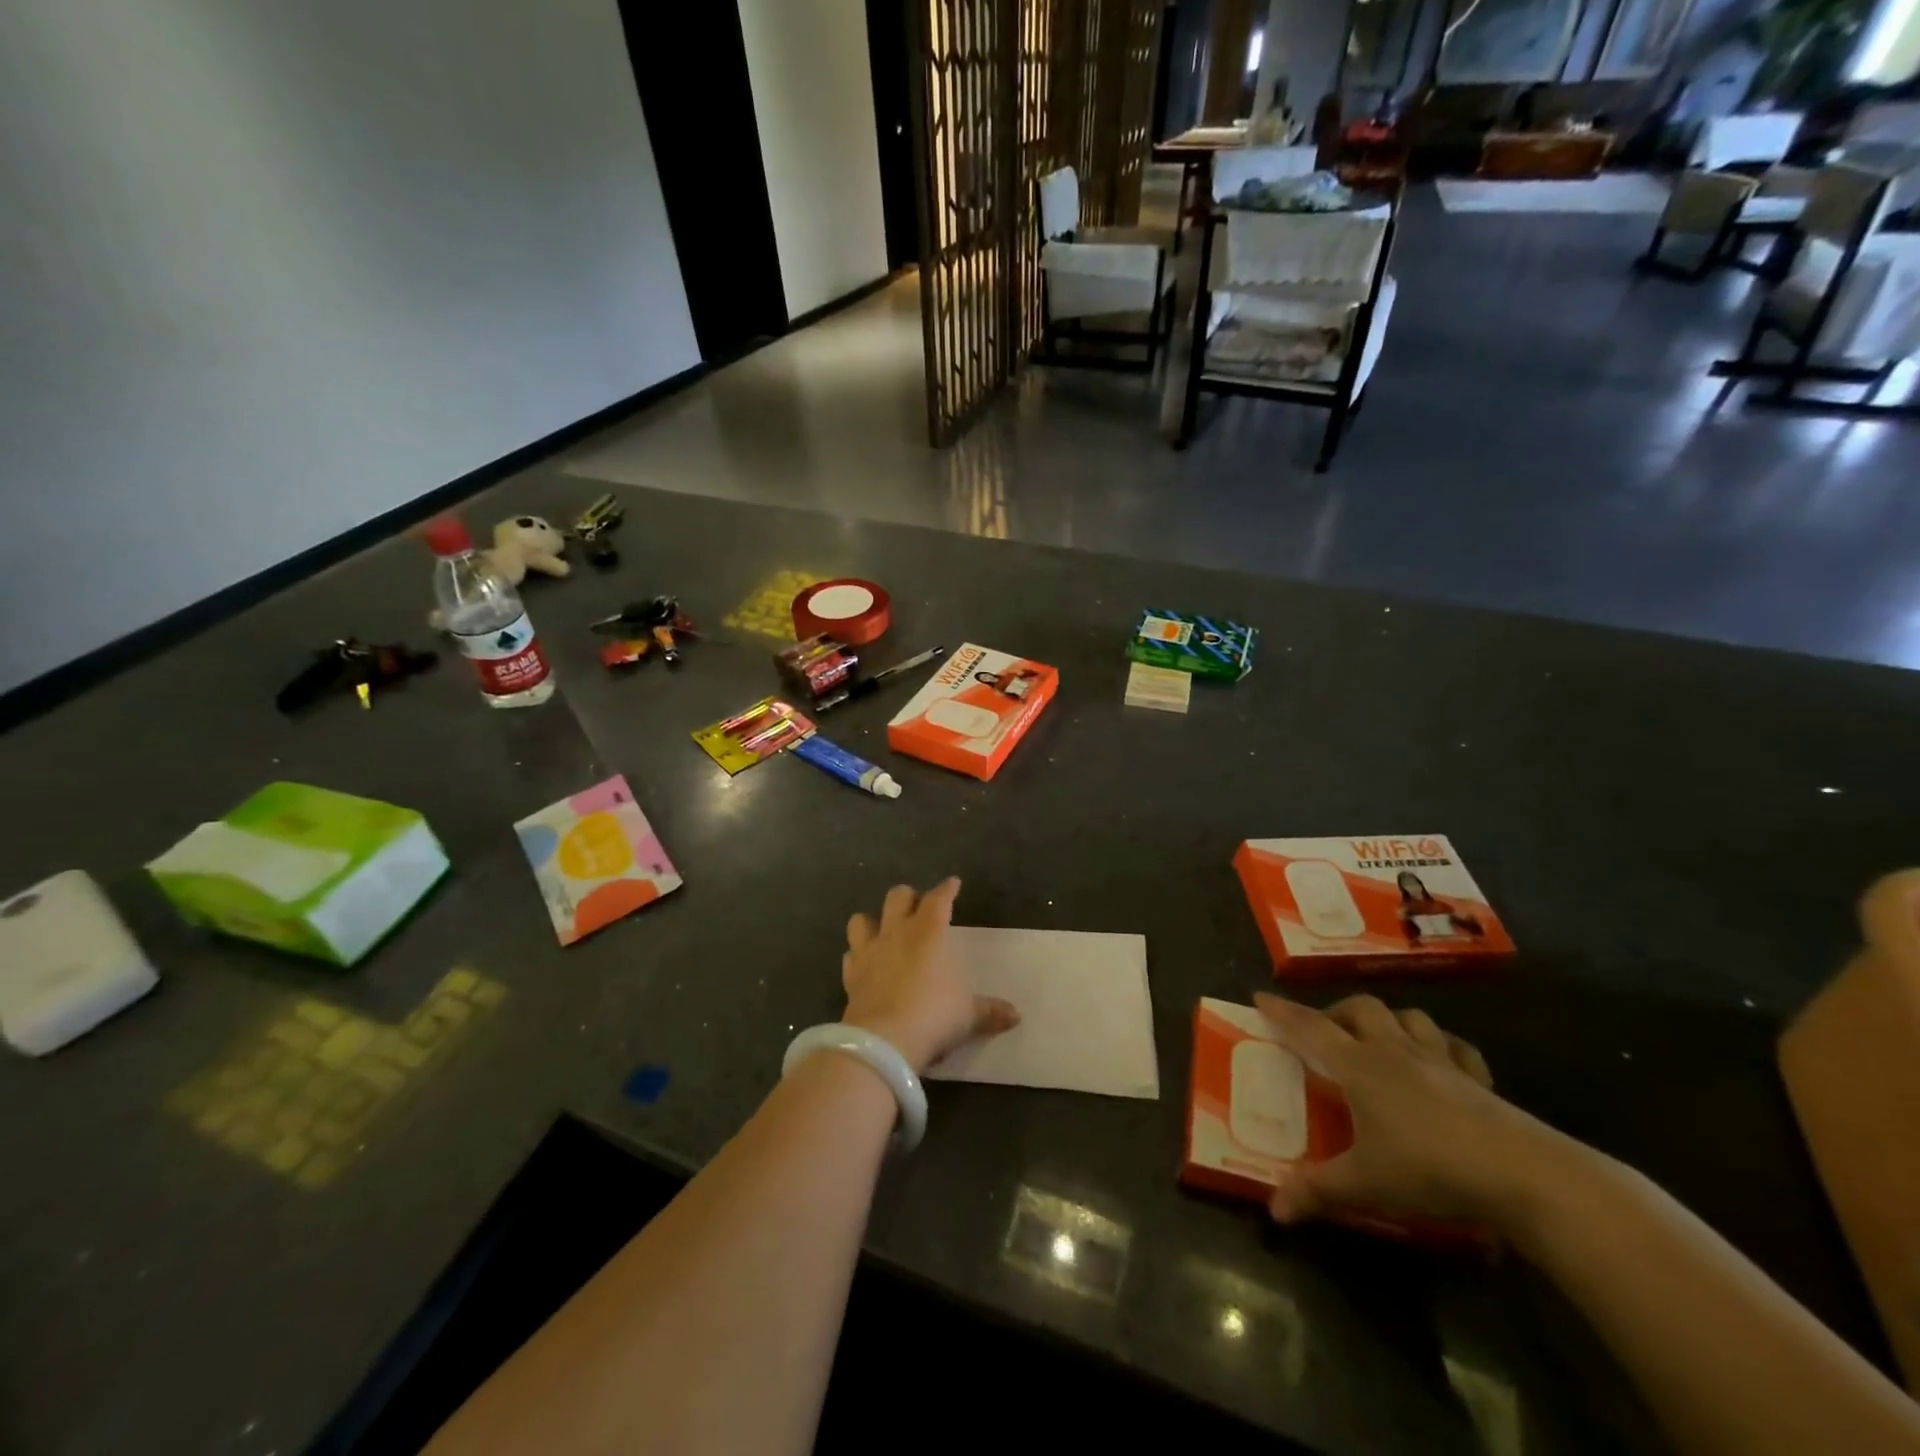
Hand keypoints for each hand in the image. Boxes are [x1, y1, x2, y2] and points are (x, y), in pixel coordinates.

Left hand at [841, 879, 1018, 1074]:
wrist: (884, 1042)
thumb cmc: (934, 1015)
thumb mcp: (968, 1015)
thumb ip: (990, 1011)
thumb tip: (1015, 1016)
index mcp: (928, 932)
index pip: (938, 898)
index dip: (947, 889)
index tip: (953, 884)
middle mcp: (896, 933)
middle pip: (898, 897)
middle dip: (909, 897)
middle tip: (919, 906)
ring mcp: (869, 952)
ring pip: (862, 919)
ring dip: (873, 920)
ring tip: (884, 930)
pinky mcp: (850, 976)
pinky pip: (850, 956)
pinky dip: (858, 956)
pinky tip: (865, 964)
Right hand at [1254, 993, 1587, 1233]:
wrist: (1523, 1175)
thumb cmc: (1431, 1170)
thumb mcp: (1366, 1185)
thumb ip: (1317, 1191)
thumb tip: (1274, 1210)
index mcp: (1360, 1066)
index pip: (1310, 1027)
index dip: (1282, 1011)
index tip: (1260, 995)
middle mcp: (1395, 1051)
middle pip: (1361, 1009)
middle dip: (1337, 1011)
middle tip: (1325, 1031)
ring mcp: (1441, 1060)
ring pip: (1408, 1017)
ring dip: (1388, 1020)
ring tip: (1378, 1038)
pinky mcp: (1479, 1078)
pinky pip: (1455, 1046)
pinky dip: (1441, 1044)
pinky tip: (1440, 1060)